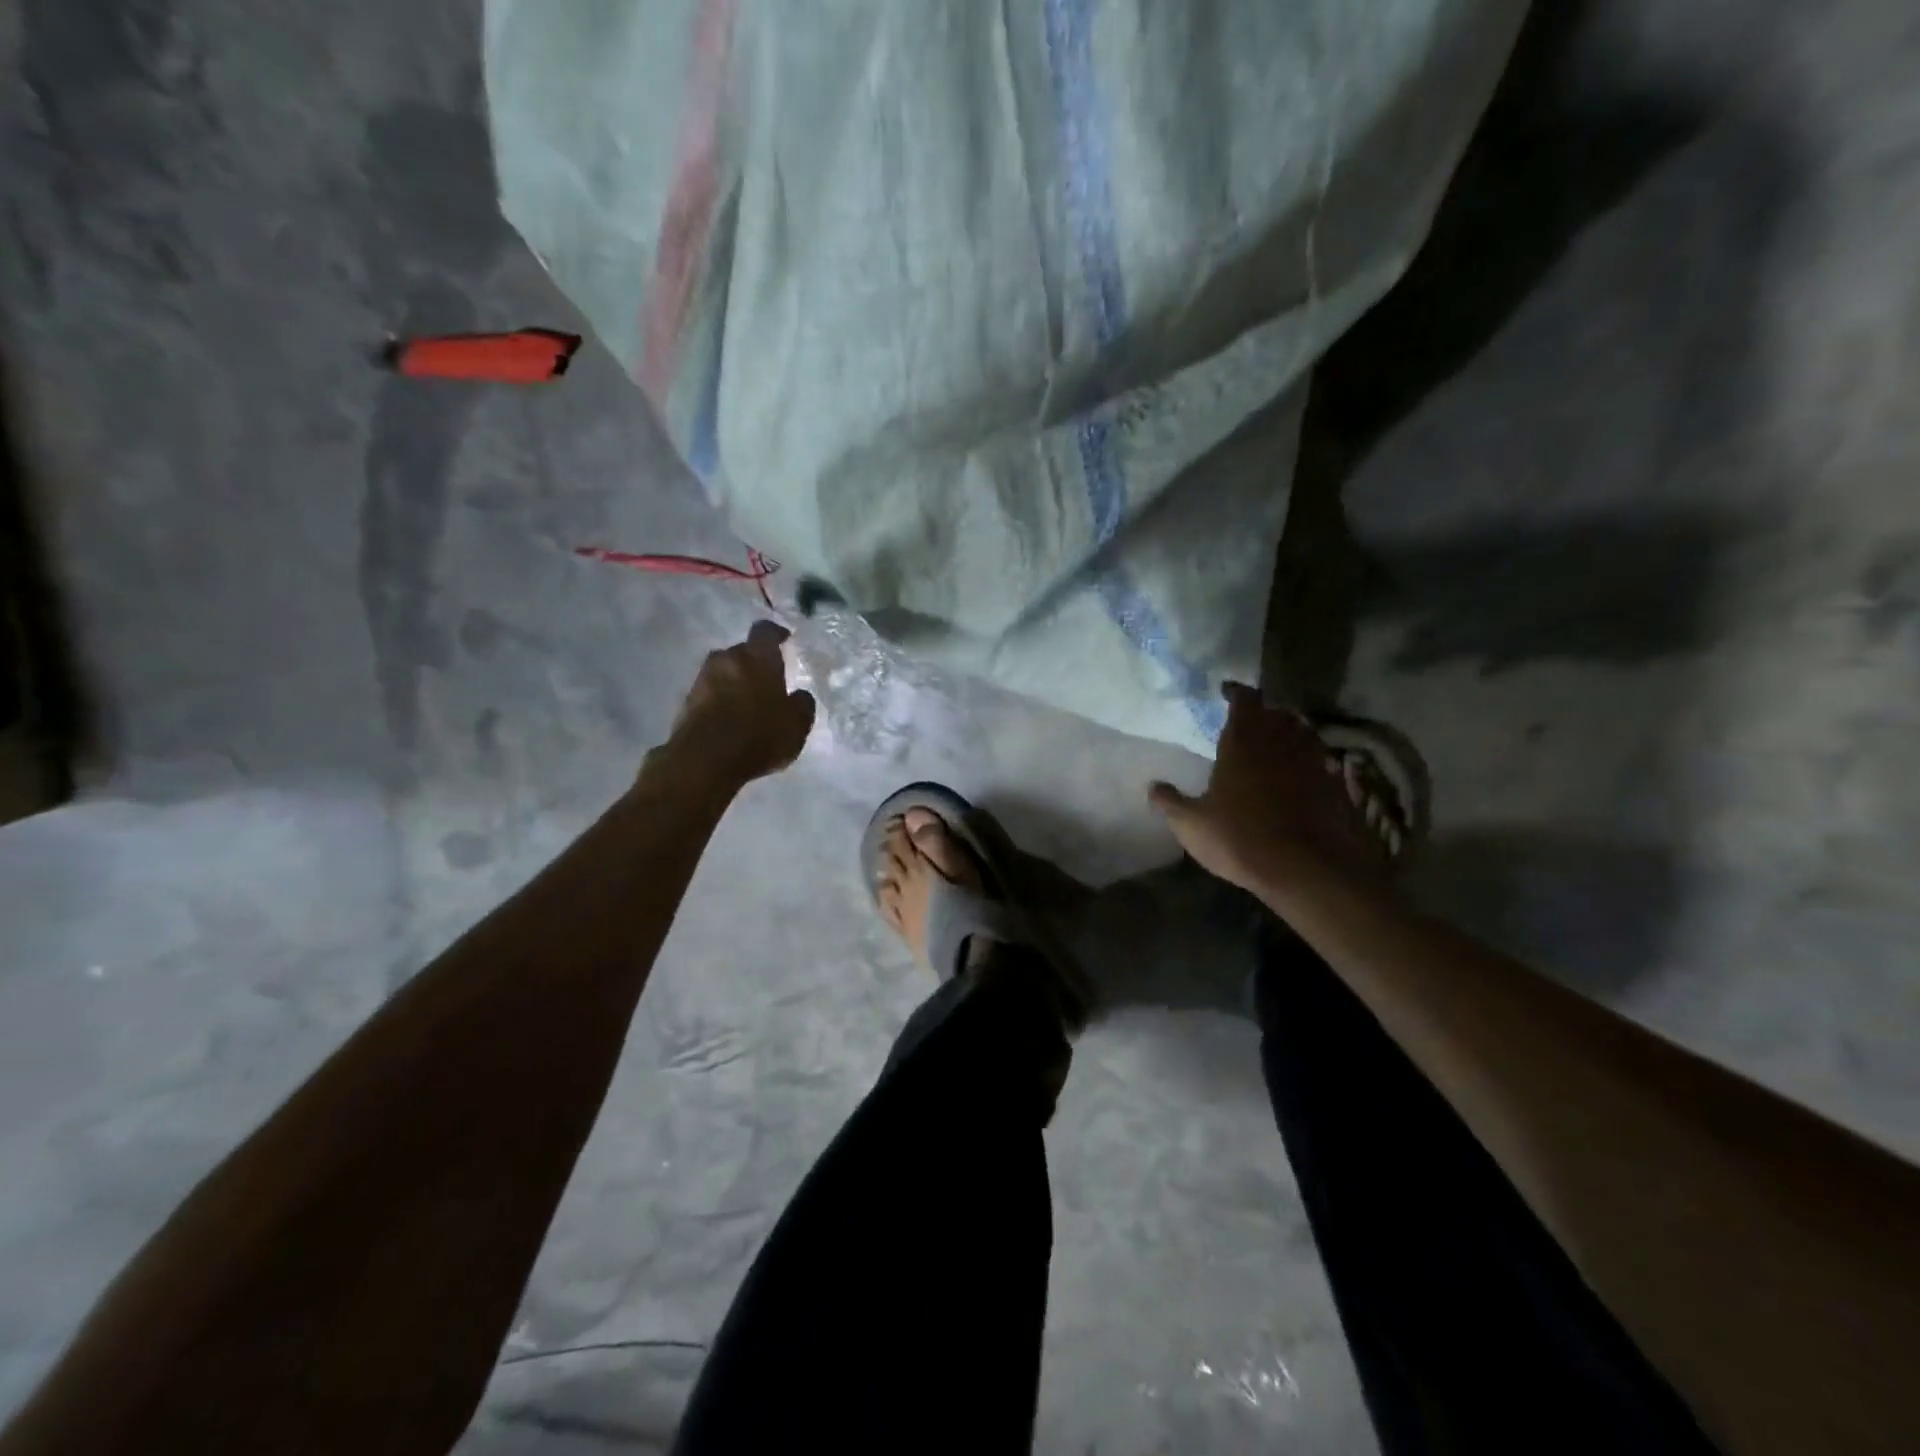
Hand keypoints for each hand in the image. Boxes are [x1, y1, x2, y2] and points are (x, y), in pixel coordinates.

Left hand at [662, 621, 815, 788]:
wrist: (705, 760)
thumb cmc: (759, 735)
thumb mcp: (797, 725)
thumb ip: (802, 704)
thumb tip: (799, 695)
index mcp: (758, 657)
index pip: (765, 631)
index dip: (775, 634)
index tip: (784, 640)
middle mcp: (727, 659)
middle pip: (742, 652)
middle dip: (754, 662)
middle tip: (767, 680)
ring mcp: (703, 679)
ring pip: (724, 671)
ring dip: (735, 681)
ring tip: (747, 702)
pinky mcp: (686, 701)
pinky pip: (710, 692)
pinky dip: (720, 699)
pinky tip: (729, 719)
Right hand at [1148, 683, 1386, 894]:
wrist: (1305, 868)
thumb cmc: (1239, 838)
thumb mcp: (1191, 824)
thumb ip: (1170, 802)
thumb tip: (1152, 786)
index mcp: (1243, 741)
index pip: (1244, 700)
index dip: (1236, 692)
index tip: (1226, 690)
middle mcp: (1280, 741)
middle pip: (1276, 712)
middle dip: (1264, 710)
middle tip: (1250, 718)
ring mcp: (1311, 761)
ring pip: (1302, 732)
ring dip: (1289, 731)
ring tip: (1276, 740)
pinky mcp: (1333, 784)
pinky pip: (1321, 759)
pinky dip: (1309, 758)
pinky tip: (1301, 772)